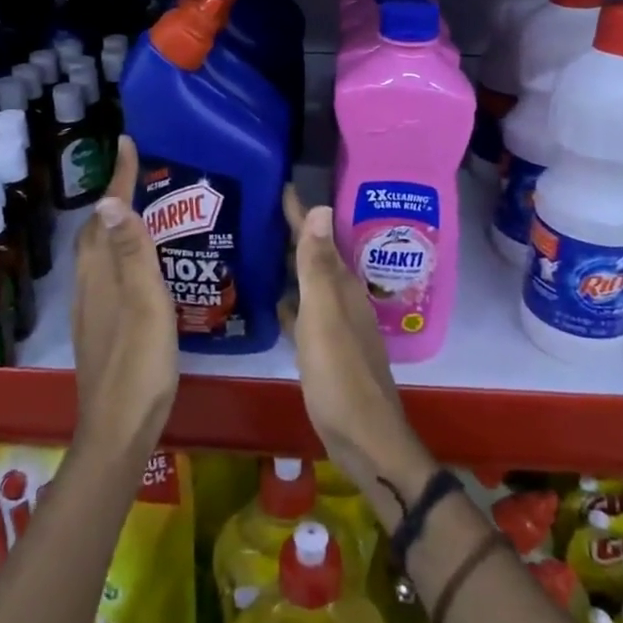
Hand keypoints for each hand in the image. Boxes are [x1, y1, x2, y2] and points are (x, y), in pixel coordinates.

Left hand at [71, 136, 177, 466]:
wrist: (118, 428)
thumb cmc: (139, 364)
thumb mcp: (145, 305)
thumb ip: (132, 254)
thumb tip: (107, 199)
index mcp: (101, 274)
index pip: (107, 215)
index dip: (118, 178)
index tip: (128, 142)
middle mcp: (89, 285)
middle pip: (94, 231)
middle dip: (112, 198)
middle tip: (140, 176)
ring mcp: (91, 309)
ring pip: (97, 254)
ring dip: (114, 226)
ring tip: (143, 213)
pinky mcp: (99, 328)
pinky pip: (105, 274)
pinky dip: (118, 254)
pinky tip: (140, 268)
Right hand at [282, 187, 434, 512]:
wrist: (364, 438)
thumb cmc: (340, 375)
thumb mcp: (324, 316)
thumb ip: (318, 267)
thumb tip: (322, 207)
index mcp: (341, 287)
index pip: (318, 237)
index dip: (300, 212)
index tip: (278, 184)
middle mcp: (341, 299)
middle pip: (315, 257)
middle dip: (293, 233)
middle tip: (258, 211)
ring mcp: (334, 325)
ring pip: (309, 283)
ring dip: (289, 265)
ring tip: (259, 247)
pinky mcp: (325, 350)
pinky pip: (303, 312)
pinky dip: (290, 300)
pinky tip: (272, 300)